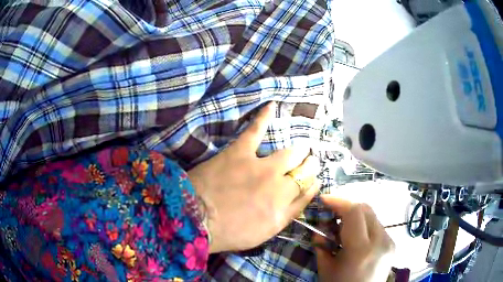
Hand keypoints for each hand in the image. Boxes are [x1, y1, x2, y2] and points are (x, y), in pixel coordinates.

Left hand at [188, 102, 319, 252]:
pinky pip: (255, 130)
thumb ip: (286, 215)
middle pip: (304, 171)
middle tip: (309, 162)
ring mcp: (261, 168)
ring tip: (301, 149)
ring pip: (291, 154)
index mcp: (283, 210)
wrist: (195, 221)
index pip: (307, 191)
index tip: (313, 180)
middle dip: (309, 166)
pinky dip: (263, 117)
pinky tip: (271, 105)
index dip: (312, 183)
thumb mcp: (264, 233)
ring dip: (299, 152)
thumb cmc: (228, 232)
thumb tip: (302, 197)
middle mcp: (279, 188)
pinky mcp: (240, 153)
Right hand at [314, 195, 394, 281]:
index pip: (354, 212)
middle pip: (365, 209)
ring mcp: (389, 242)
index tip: (324, 200)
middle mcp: (381, 242)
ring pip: (372, 216)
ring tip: (342, 228)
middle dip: (346, 207)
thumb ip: (321, 244)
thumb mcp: (325, 268)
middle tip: (331, 214)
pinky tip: (355, 237)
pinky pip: (377, 226)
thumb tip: (320, 227)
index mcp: (361, 250)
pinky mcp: (392, 244)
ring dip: (355, 216)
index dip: (338, 202)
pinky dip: (364, 225)